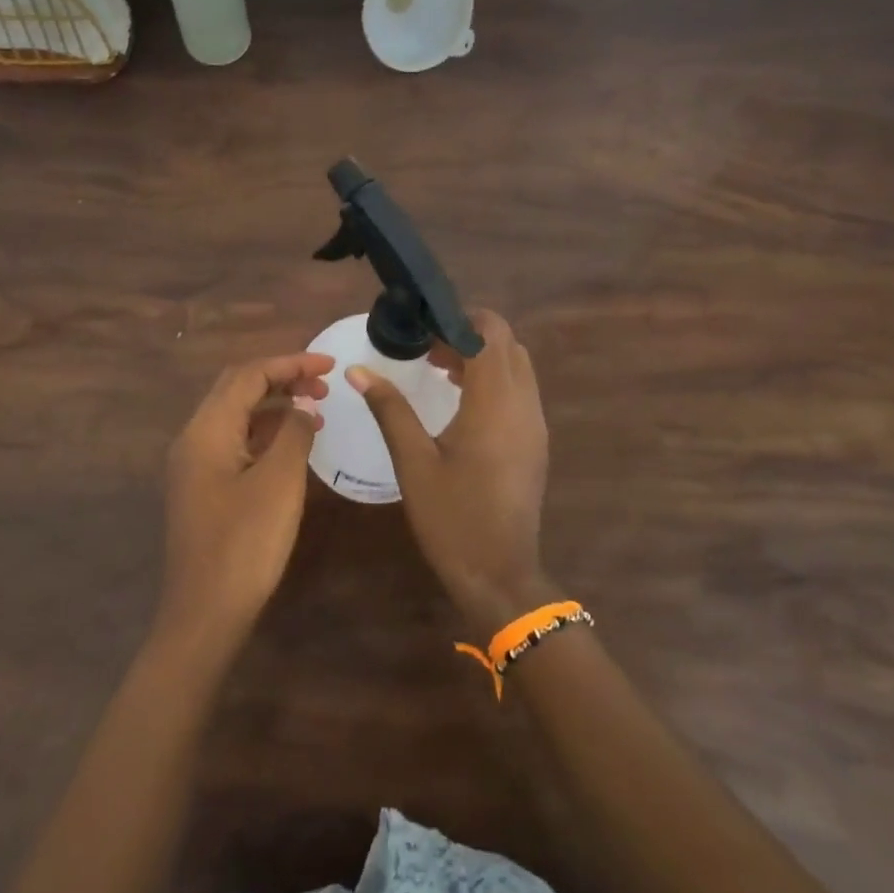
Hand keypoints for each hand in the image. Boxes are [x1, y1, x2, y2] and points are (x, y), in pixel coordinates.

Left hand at [158, 352, 331, 653]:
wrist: (205, 615)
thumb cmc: (244, 544)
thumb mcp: (279, 483)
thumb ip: (293, 434)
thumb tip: (302, 407)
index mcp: (207, 430)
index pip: (248, 375)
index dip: (290, 363)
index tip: (330, 366)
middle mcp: (194, 439)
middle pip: (237, 390)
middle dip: (281, 379)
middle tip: (324, 385)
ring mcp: (196, 466)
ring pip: (237, 417)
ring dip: (275, 407)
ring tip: (317, 411)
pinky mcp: (204, 489)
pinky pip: (236, 444)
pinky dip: (266, 434)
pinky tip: (293, 446)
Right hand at [348, 310, 551, 630]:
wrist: (500, 574)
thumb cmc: (452, 517)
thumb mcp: (413, 461)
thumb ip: (389, 408)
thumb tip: (358, 370)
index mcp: (495, 401)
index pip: (490, 332)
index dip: (458, 318)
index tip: (421, 323)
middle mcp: (523, 404)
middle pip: (507, 344)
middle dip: (468, 334)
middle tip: (425, 344)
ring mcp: (534, 423)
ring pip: (516, 366)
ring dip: (481, 357)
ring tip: (436, 366)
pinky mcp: (535, 442)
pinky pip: (519, 391)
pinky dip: (492, 380)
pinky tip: (458, 398)